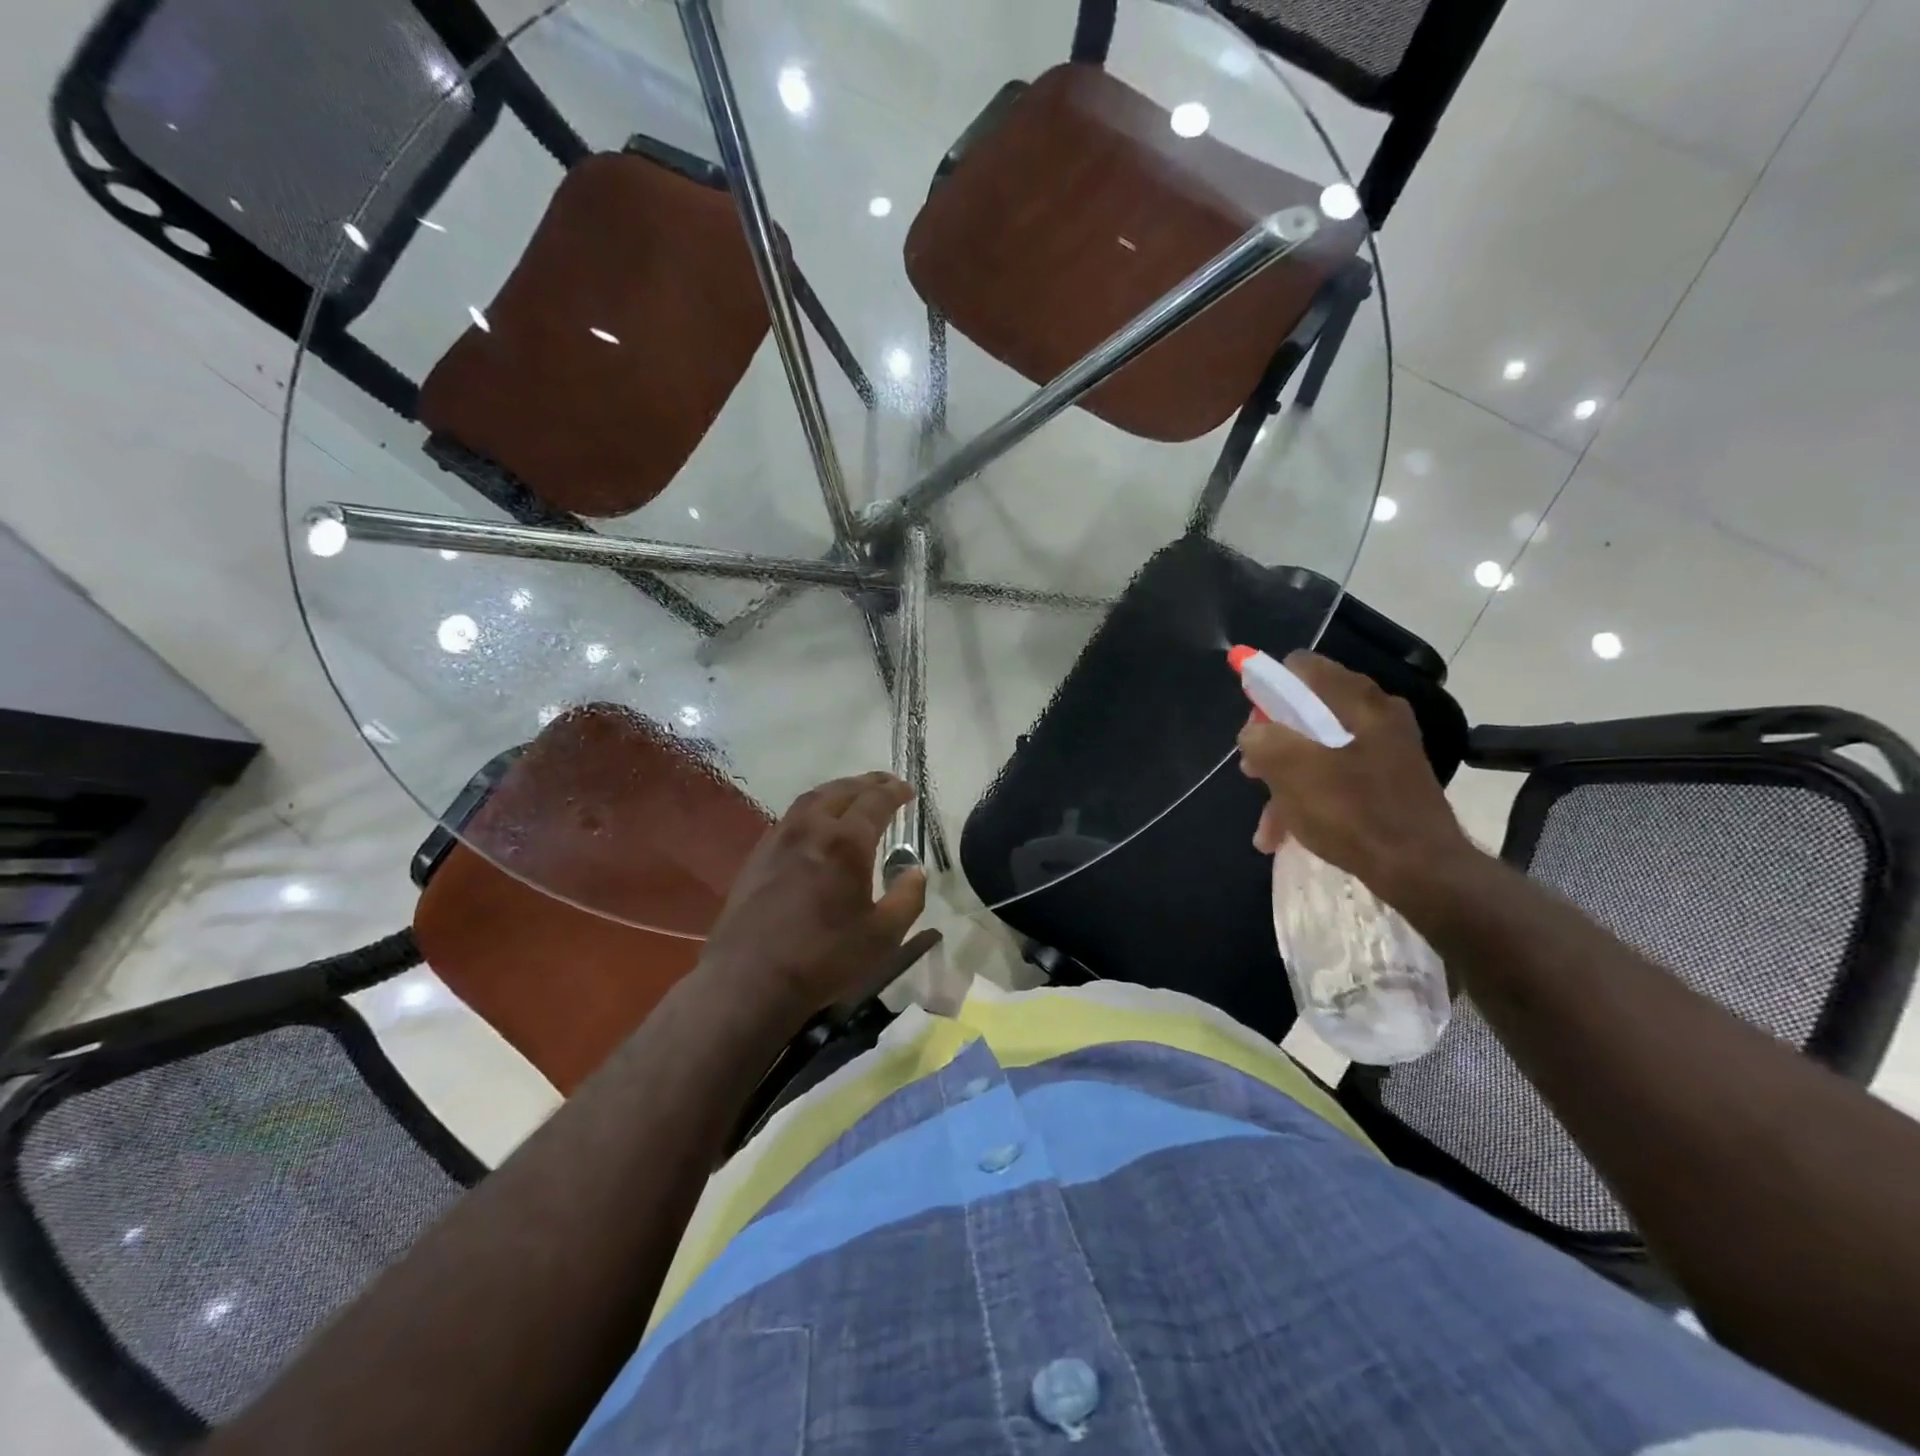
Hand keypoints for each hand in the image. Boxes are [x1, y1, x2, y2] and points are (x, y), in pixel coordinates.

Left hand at [698, 771, 931, 1022]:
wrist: (750, 980)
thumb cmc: (824, 958)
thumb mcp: (883, 936)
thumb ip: (907, 898)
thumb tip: (915, 871)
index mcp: (846, 842)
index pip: (875, 801)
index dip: (895, 792)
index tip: (909, 791)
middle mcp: (811, 828)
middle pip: (842, 791)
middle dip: (868, 783)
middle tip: (886, 784)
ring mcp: (779, 839)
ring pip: (812, 799)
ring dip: (838, 790)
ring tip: (854, 796)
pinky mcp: (758, 856)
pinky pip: (791, 817)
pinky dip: (814, 808)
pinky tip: (817, 825)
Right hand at [1237, 652, 1473, 900]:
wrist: (1422, 869)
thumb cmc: (1352, 811)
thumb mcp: (1290, 770)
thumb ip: (1261, 739)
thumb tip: (1254, 733)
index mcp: (1356, 699)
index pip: (1299, 667)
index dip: (1266, 690)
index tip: (1253, 728)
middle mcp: (1375, 713)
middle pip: (1305, 711)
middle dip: (1272, 744)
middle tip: (1253, 773)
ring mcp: (1385, 748)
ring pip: (1317, 750)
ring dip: (1285, 782)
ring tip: (1268, 824)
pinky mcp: (1389, 780)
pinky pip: (1337, 777)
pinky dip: (1310, 799)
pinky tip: (1288, 834)